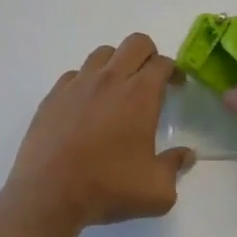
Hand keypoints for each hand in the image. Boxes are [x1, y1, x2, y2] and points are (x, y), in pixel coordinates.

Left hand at [4, 34, 193, 230]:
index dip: (174, 71)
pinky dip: (87, 81)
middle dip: (149, 54)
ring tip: (118, 89)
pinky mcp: (53, 95)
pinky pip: (75, 74)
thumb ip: (175, 167)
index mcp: (140, 95)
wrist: (48, 194)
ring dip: (117, 63)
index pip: (162, 63)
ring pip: (103, 53)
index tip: (176, 87)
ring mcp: (78, 84)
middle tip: (151, 80)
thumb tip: (187, 155)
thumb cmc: (108, 188)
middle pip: (136, 43)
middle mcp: (110, 79)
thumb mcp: (156, 191)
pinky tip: (87, 105)